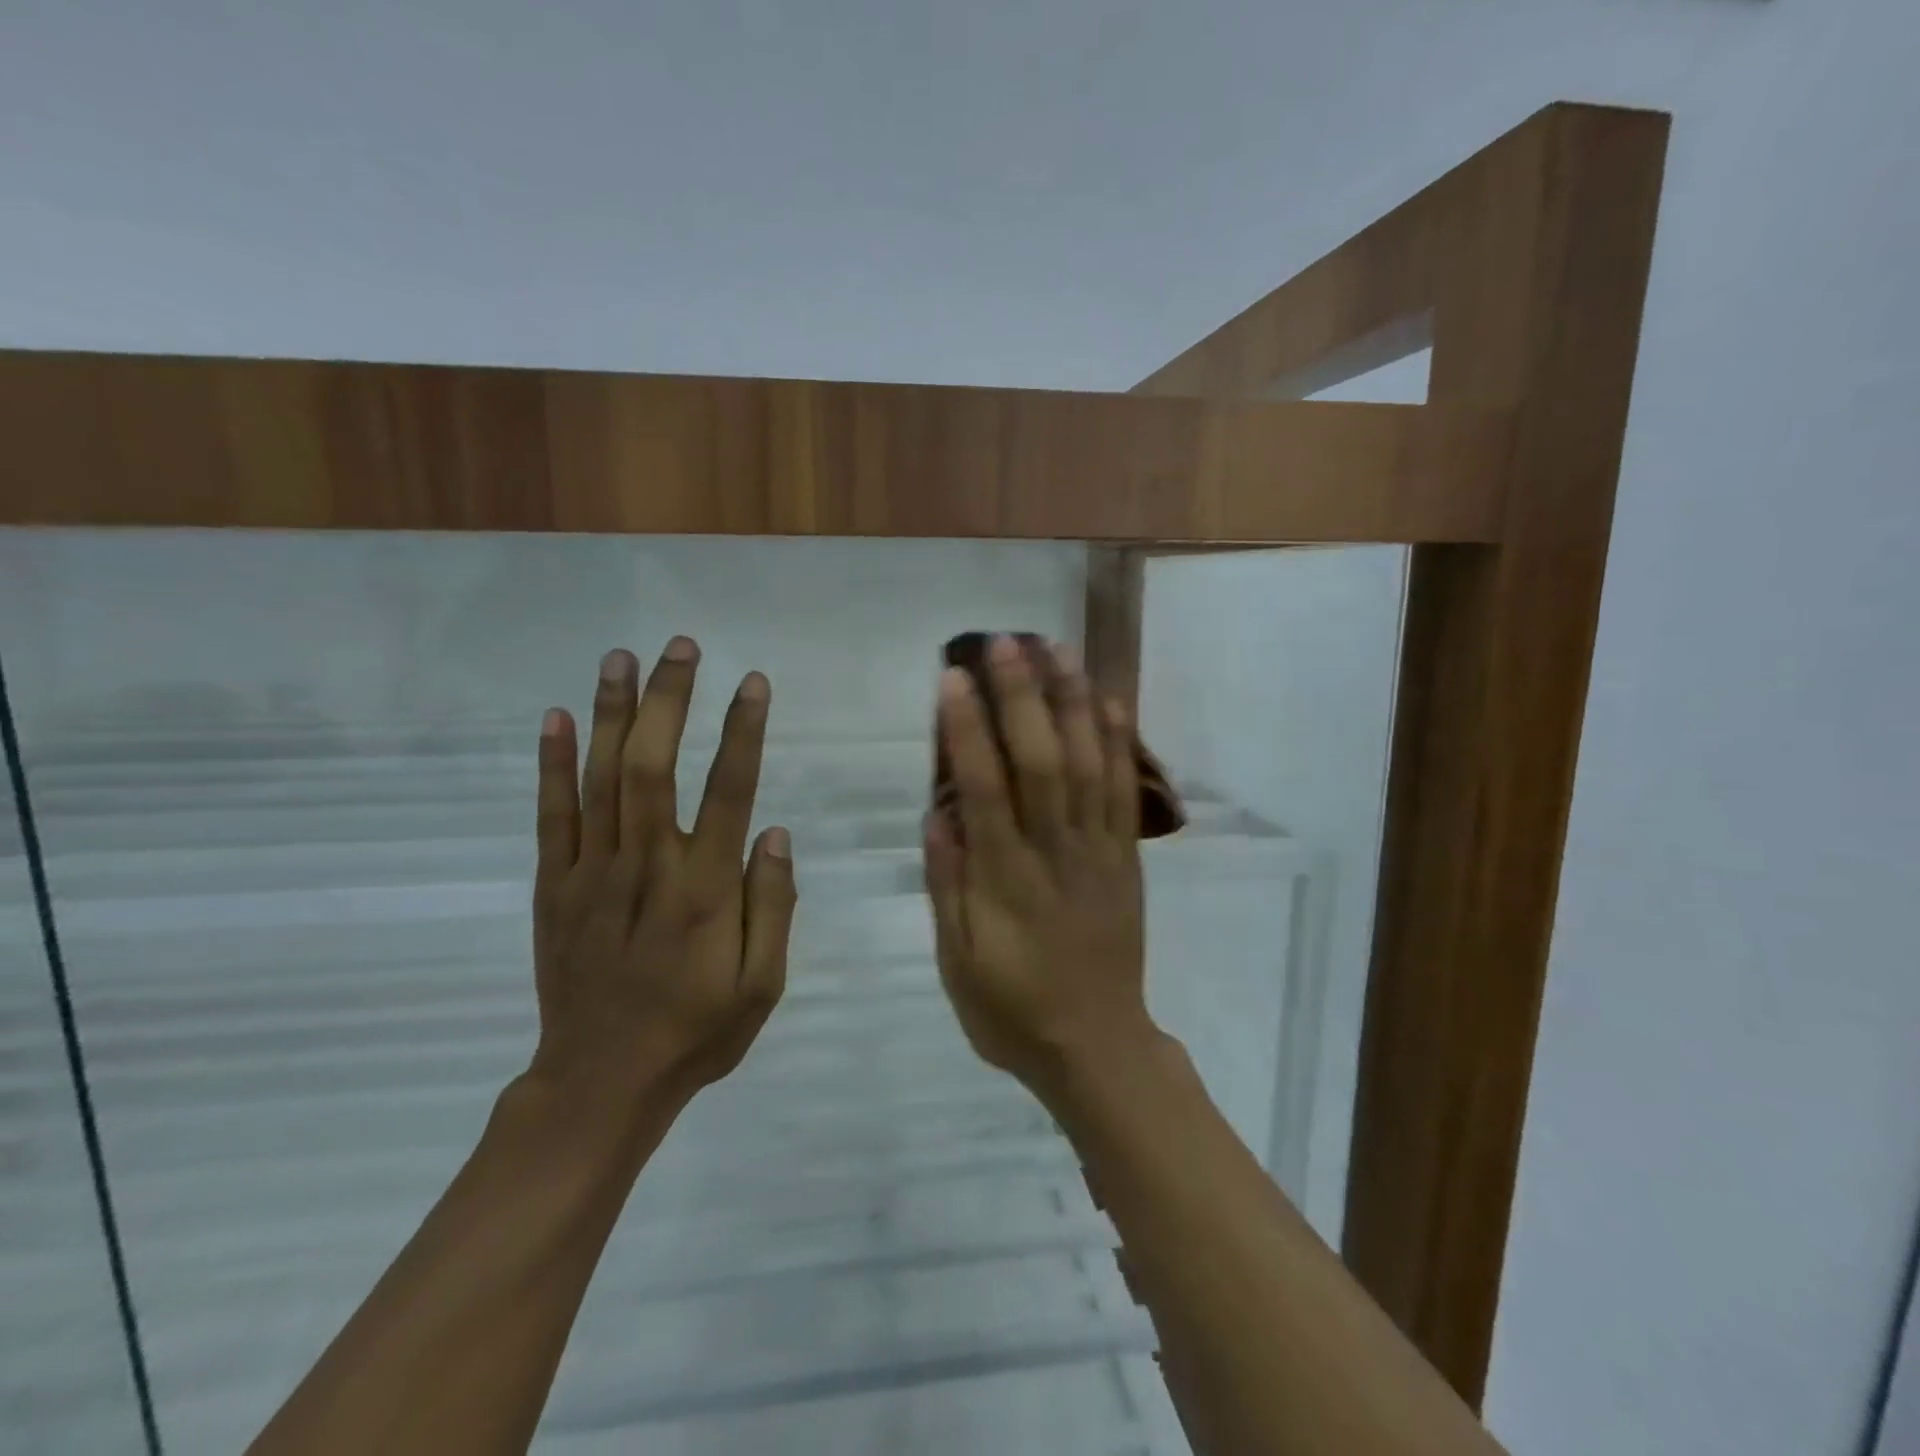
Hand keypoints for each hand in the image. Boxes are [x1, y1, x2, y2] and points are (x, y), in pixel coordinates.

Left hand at [527, 639, 795, 1121]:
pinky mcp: (553, 888)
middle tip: (680, 648)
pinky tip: (558, 718)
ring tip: (621, 657)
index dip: (740, 732)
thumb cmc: (696, 1031)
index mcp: (704, 891)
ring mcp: (591, 874)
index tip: (751, 683)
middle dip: (668, 700)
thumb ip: (773, 905)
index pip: (728, 792)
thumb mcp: (762, 984)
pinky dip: (552, 765)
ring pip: (599, 779)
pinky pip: (550, 816)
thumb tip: (773, 832)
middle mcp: (646, 868)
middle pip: (652, 767)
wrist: (602, 1082)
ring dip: (611, 713)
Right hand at [923, 635, 1159, 1100]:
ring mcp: (1099, 852)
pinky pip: (1126, 794)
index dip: (968, 731)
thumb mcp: (958, 962)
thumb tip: (937, 813)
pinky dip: (1119, 744)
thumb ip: (947, 886)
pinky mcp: (1127, 859)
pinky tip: (1109, 700)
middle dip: (1022, 697)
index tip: (953, 679)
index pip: (984, 789)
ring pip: (1089, 766)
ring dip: (1073, 703)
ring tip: (1057, 649)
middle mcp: (1055, 853)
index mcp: (1005, 880)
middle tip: (1005, 642)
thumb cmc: (1012, 1008)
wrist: (1097, 1046)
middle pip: (1042, 762)